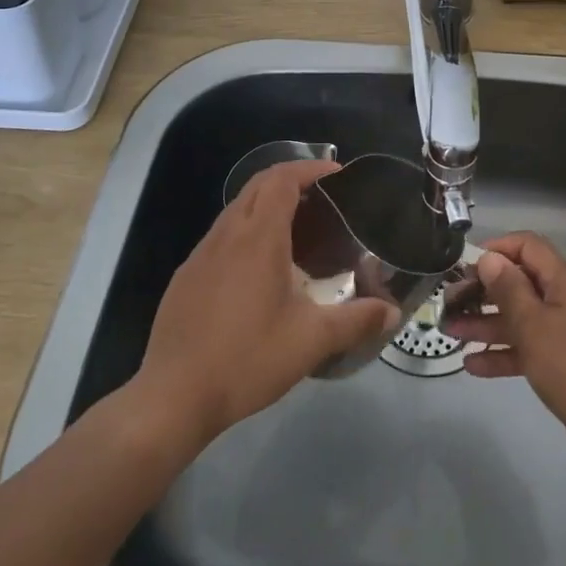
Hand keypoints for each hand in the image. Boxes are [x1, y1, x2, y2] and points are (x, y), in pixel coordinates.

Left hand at [131, 160, 400, 445]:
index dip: (310, 168)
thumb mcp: (310, 341)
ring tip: (298, 230)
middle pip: (257, 186)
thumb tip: (392, 314)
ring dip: (267, 205)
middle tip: (324, 198)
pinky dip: (247, 232)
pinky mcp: (186, 277)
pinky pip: (221, 237)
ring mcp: (200, 255)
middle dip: (291, 179)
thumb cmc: (246, 360)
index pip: (281, 179)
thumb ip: (356, 321)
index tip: (337, 174)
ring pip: (237, 210)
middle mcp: (226, 235)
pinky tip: (260, 270)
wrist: (172, 398)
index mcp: (258, 239)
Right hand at [442, 231, 565, 470]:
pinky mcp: (559, 363)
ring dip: (485, 323)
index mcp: (563, 281)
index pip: (527, 247)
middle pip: (518, 283)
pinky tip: (471, 365)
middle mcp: (563, 300)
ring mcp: (562, 332)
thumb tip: (489, 258)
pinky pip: (524, 349)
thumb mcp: (534, 324)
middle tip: (449, 303)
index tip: (465, 265)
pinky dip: (500, 353)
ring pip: (517, 318)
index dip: (497, 249)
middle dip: (483, 290)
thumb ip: (508, 289)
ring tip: (450, 332)